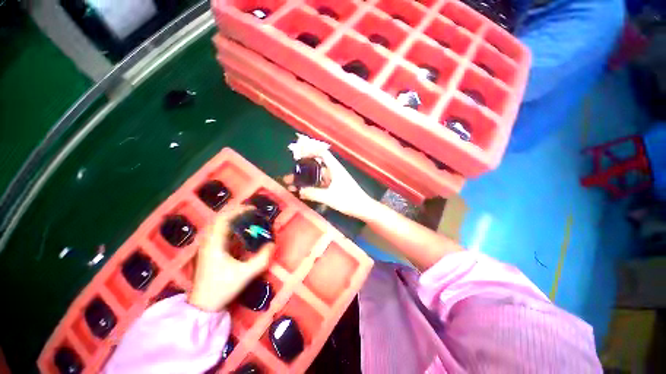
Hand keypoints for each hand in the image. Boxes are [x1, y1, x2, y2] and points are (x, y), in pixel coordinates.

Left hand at [189, 206, 274, 311]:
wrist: (202, 305)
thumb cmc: (222, 288)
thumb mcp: (245, 274)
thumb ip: (261, 259)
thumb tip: (272, 244)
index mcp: (214, 244)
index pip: (224, 219)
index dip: (238, 211)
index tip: (253, 208)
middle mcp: (207, 242)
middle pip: (218, 219)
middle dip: (234, 212)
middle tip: (250, 211)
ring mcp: (205, 247)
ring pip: (216, 225)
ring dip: (229, 218)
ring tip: (244, 217)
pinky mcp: (206, 252)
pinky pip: (216, 232)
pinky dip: (226, 226)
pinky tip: (235, 231)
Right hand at [284, 149, 375, 220]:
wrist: (362, 208)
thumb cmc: (348, 200)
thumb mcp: (329, 197)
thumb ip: (313, 193)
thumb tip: (299, 190)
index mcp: (334, 168)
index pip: (322, 153)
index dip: (311, 150)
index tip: (298, 154)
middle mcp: (333, 171)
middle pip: (315, 166)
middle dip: (302, 170)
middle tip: (289, 176)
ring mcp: (333, 179)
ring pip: (316, 176)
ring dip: (305, 180)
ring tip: (291, 185)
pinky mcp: (333, 187)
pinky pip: (319, 184)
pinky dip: (310, 186)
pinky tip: (302, 191)